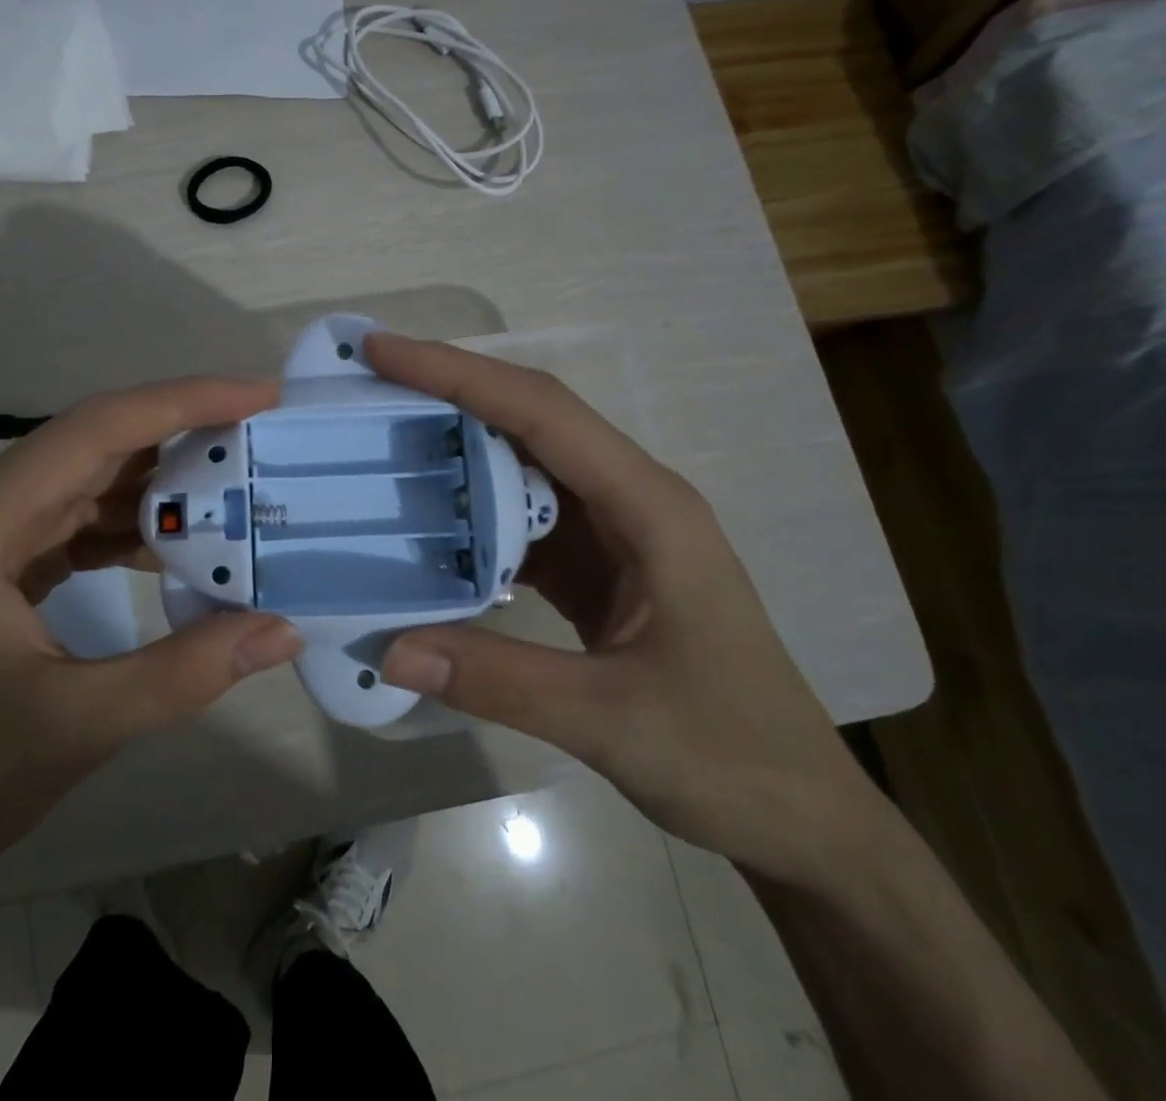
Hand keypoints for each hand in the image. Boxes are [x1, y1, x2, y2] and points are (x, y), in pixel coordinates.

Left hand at [0, 378, 304, 875]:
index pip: (95, 430)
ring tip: (240, 480)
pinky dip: (139, 522)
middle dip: (184, 430)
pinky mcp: (8, 558)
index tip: (259, 394)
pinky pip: (85, 516)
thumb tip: (284, 629)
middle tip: (262, 429)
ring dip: (165, 479)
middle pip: (97, 442)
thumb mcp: (80, 723)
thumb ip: (185, 672)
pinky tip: (187, 541)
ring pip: (94, 475)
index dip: (182, 402)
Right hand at [367, 334, 889, 885]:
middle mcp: (630, 499)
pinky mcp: (595, 565)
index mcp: (649, 507)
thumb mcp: (611, 720)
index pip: (542, 412)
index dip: (459, 374)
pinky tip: (423, 526)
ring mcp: (613, 531)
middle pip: (530, 420)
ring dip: (455, 449)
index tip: (384, 351)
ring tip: (381, 440)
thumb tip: (387, 649)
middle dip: (448, 392)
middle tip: (368, 385)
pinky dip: (469, 513)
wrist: (797, 815)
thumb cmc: (730, 756)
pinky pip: (520, 519)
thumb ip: (496, 680)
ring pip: (522, 465)